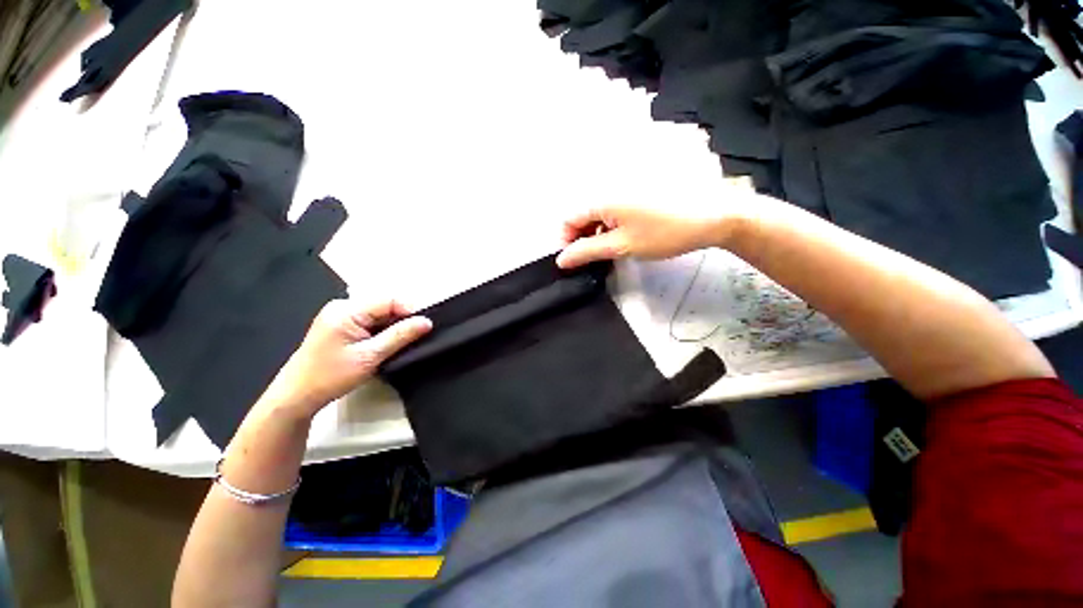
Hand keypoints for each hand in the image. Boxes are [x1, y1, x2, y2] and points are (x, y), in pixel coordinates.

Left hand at [263, 299, 431, 416]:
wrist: (295, 397)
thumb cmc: (330, 376)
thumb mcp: (370, 356)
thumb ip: (400, 336)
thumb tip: (427, 322)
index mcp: (346, 310)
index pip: (388, 300)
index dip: (410, 310)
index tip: (426, 327)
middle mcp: (343, 307)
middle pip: (384, 306)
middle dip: (402, 320)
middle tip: (417, 337)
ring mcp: (340, 316)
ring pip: (379, 315)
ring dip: (393, 327)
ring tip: (404, 342)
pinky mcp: (341, 326)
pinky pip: (370, 322)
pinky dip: (382, 332)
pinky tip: (387, 344)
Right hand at [556, 194, 750, 268]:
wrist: (712, 216)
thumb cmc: (663, 233)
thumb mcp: (621, 246)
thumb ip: (587, 252)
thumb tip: (561, 259)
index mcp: (602, 198)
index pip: (568, 219)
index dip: (566, 242)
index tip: (576, 261)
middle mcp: (609, 188)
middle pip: (582, 215)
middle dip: (582, 238)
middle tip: (595, 259)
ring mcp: (624, 189)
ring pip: (598, 214)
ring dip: (596, 234)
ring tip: (610, 252)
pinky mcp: (637, 194)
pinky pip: (613, 211)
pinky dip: (610, 227)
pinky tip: (623, 239)